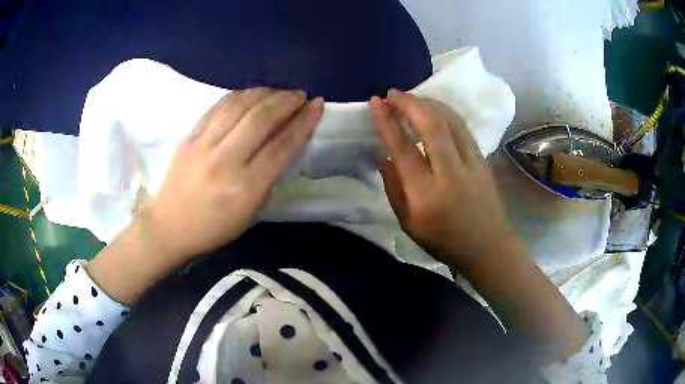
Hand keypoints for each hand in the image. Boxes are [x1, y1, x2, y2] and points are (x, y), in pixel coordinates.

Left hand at [144, 88, 323, 261]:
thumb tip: (285, 142)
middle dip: (287, 101)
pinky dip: (240, 95)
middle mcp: (225, 161)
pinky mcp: (189, 136)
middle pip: (261, 118)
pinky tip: (251, 94)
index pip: (281, 146)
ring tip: (279, 92)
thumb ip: (269, 177)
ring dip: (265, 93)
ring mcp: (203, 145)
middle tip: (300, 96)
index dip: (303, 122)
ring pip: (239, 105)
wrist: (169, 227)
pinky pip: (218, 106)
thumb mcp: (251, 212)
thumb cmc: (214, 228)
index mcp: (245, 188)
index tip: (317, 105)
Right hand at [370, 89, 518, 268]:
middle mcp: (450, 174)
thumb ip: (394, 188)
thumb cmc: (444, 241)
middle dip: (409, 103)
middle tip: (392, 94)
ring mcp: (472, 163)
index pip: (403, 148)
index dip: (387, 121)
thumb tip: (385, 155)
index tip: (376, 102)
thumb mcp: (408, 224)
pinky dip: (445, 112)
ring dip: (428, 103)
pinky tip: (434, 109)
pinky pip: (462, 127)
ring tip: (410, 98)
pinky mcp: (483, 159)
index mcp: (426, 195)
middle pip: (431, 125)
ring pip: (450, 120)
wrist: (488, 246)